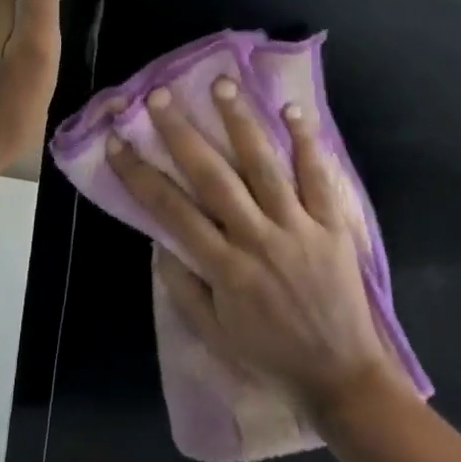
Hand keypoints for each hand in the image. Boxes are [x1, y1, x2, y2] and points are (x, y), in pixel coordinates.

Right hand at [108, 78, 409, 420]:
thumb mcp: (214, 333)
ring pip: (265, 167)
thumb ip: (183, 286)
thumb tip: (160, 239)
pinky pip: (320, 179)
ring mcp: (299, 229)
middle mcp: (258, 240)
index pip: (172, 211)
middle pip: (214, 178)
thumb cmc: (271, 355)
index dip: (140, 174)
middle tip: (161, 96)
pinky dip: (307, 144)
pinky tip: (292, 110)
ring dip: (241, 123)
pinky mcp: (333, 227)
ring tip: (222, 84)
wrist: (343, 377)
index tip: (117, 143)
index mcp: (225, 269)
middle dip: (182, 134)